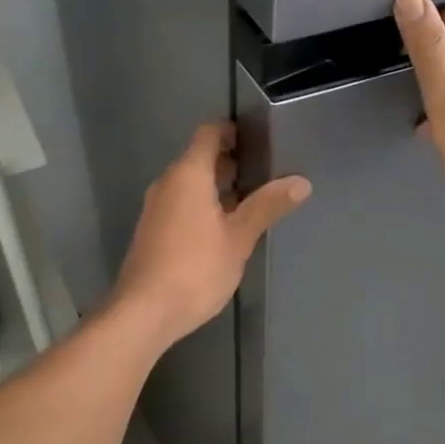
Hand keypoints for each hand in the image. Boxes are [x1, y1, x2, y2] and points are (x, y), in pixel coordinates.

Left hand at [110, 122, 310, 347]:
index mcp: (188, 175)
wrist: (143, 313)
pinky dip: (203, 205)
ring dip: (217, 186)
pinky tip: (223, 228)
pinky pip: (181, 204)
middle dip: (230, 161)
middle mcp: (167, 183)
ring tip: (250, 201)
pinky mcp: (152, 231)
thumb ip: (267, 206)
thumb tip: (301, 182)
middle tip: (264, 172)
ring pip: (190, 184)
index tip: (258, 138)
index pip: (208, 134)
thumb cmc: (195, 268)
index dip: (232, 131)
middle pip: (199, 158)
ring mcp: (156, 208)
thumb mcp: (239, 237)